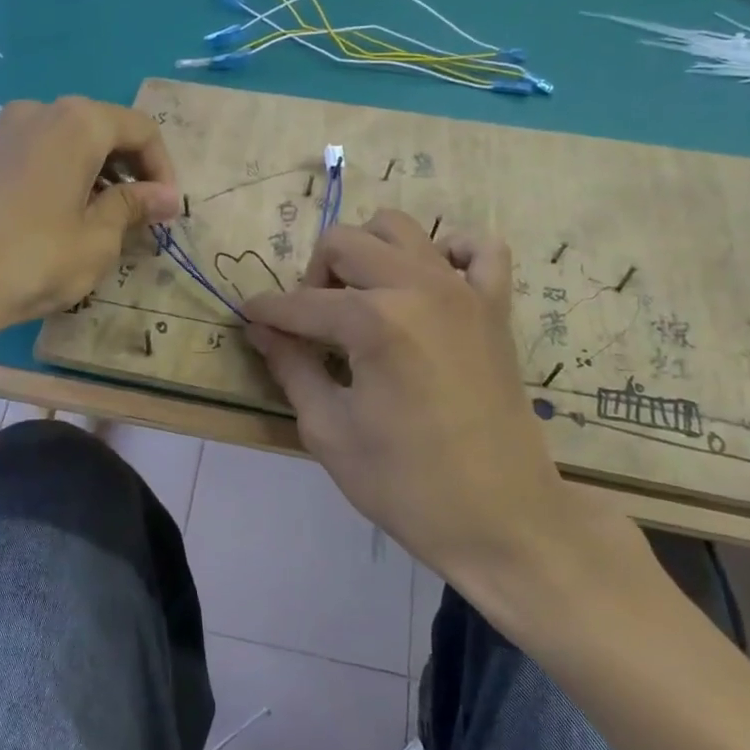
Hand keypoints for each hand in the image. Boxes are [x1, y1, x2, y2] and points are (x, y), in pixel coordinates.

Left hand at [0, 97, 178, 347]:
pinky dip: (66, 176)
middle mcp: (41, 111)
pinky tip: (65, 217)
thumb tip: (167, 196)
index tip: (168, 211)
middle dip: (131, 170)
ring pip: (71, 142)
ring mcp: (6, 130)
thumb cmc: (35, 259)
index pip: (140, 130)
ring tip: (106, 221)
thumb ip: (134, 207)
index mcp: (77, 122)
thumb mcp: (98, 239)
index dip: (163, 169)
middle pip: (104, 130)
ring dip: (99, 174)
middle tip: (142, 217)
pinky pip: (41, 154)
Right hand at [243, 210, 610, 611]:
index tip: (247, 317)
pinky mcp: (495, 307)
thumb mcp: (329, 431)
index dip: (265, 312)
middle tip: (310, 322)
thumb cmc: (405, 484)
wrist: (502, 521)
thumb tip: (261, 330)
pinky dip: (448, 252)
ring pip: (400, 228)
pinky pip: (479, 248)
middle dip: (314, 276)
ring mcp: (463, 291)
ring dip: (368, 253)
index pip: (300, 303)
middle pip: (344, 242)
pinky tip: (429, 284)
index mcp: (374, 321)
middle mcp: (418, 287)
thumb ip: (292, 367)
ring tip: (360, 299)